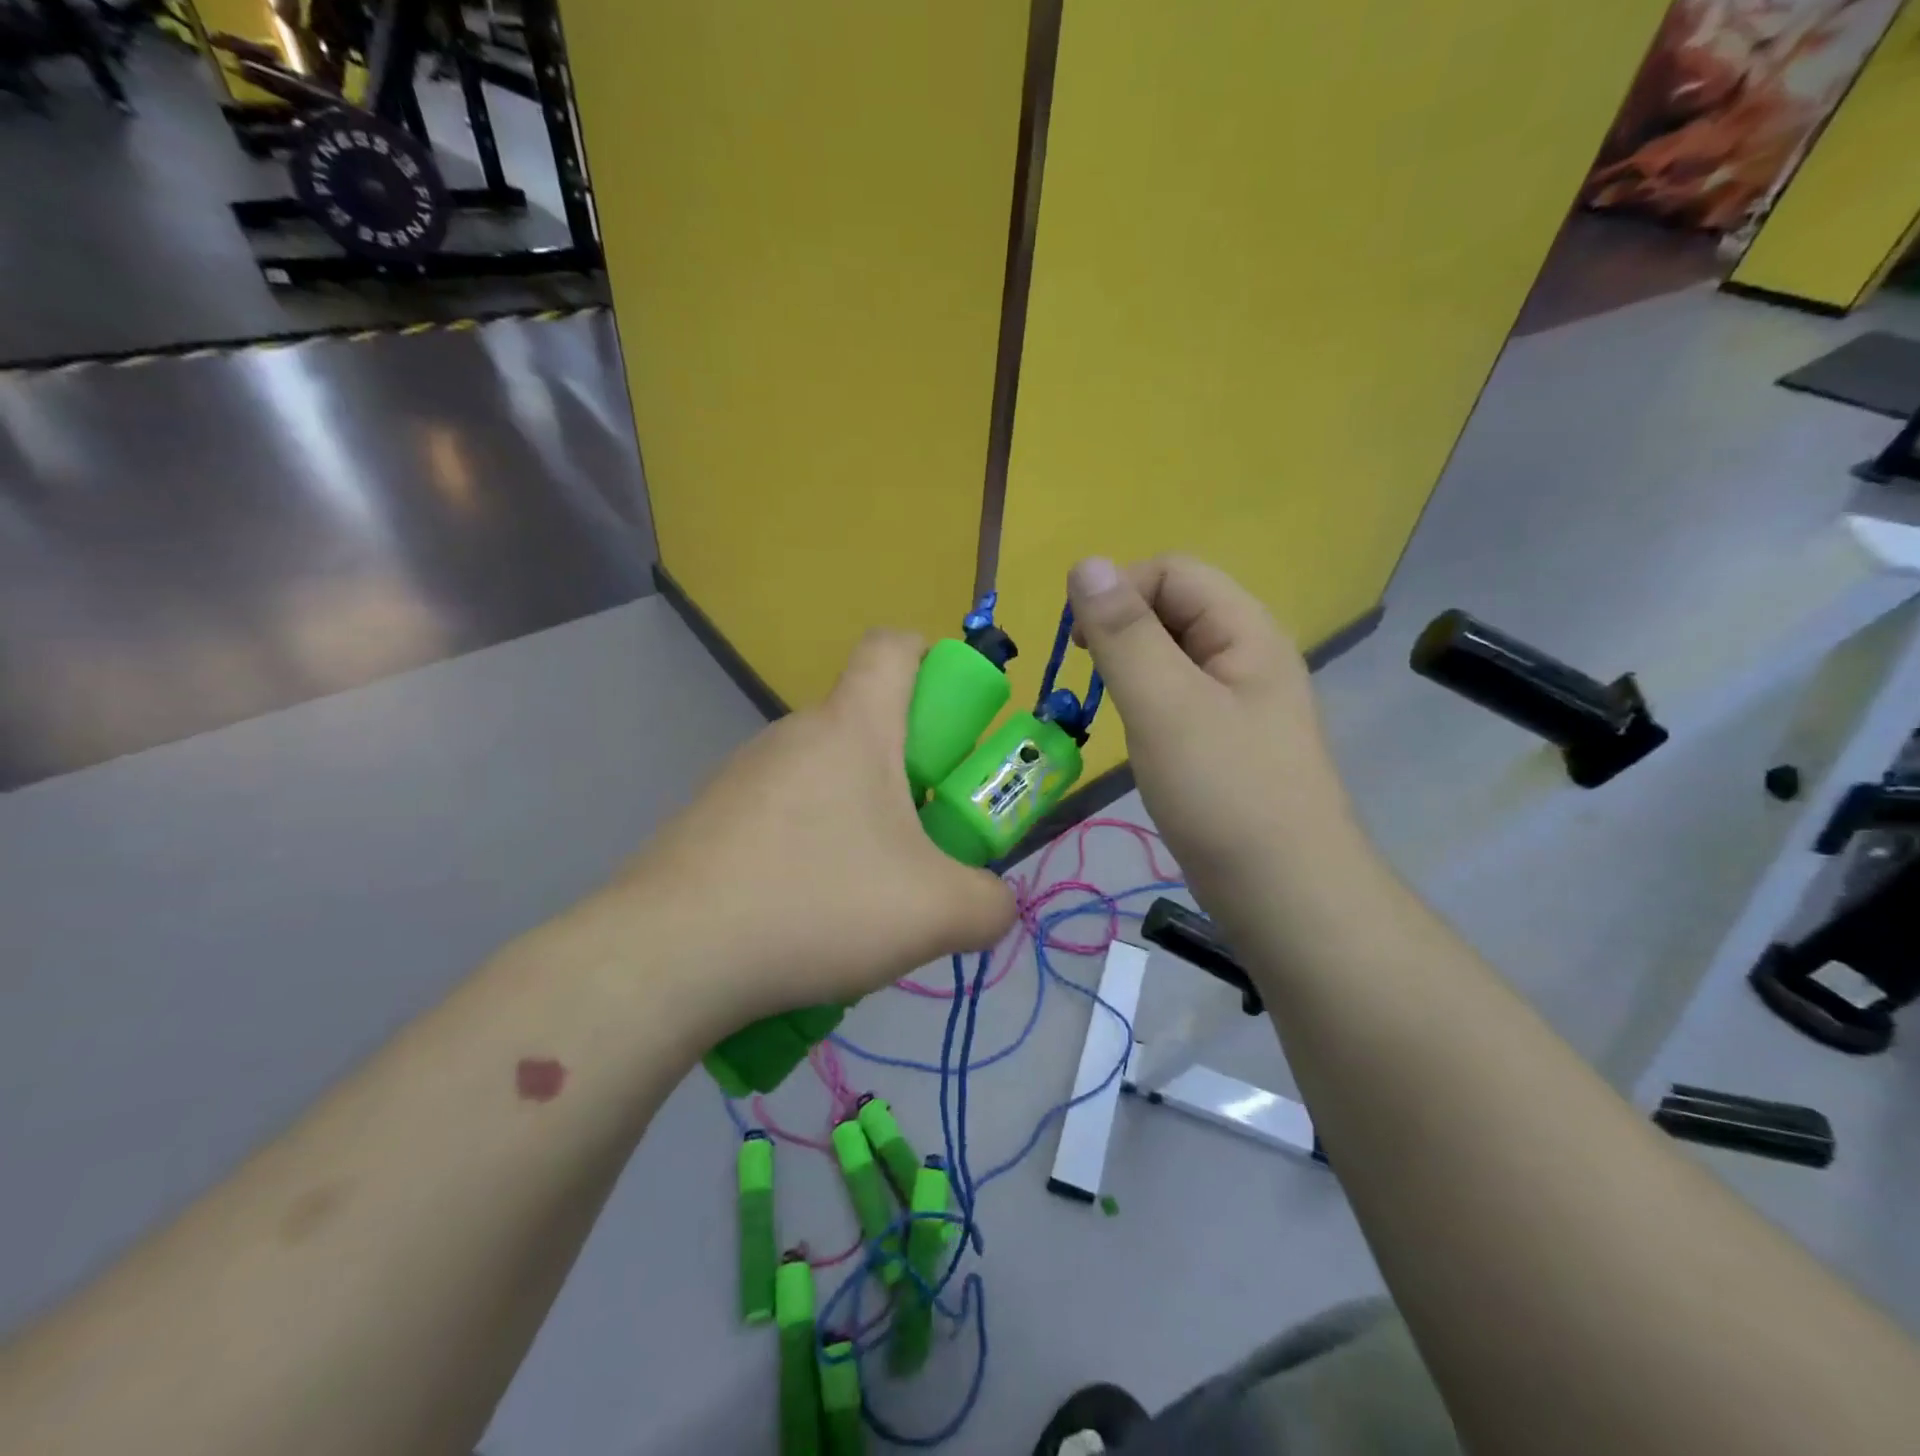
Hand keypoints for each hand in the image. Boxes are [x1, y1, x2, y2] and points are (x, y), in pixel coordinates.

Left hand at [612, 630, 1016, 1031]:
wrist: (668, 956)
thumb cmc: (818, 904)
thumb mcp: (936, 913)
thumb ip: (990, 904)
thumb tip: (994, 903)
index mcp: (853, 727)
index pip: (893, 647)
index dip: (932, 659)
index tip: (954, 719)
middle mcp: (794, 733)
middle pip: (865, 722)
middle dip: (908, 770)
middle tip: (923, 840)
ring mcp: (742, 774)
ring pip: (823, 775)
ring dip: (858, 817)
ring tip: (863, 896)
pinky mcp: (708, 817)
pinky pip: (780, 815)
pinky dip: (808, 847)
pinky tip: (804, 914)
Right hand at [1067, 555, 1365, 912]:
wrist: (1286, 894)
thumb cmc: (1224, 794)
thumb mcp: (1166, 706)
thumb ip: (1125, 634)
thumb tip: (1086, 563)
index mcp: (1245, 630)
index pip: (1173, 571)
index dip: (1120, 592)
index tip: (1082, 645)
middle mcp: (1248, 654)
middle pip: (1175, 608)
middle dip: (1123, 630)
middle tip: (1092, 680)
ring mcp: (1241, 700)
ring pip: (1173, 655)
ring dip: (1131, 668)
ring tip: (1114, 711)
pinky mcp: (1228, 740)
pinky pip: (1179, 697)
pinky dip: (1147, 703)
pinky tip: (1139, 737)